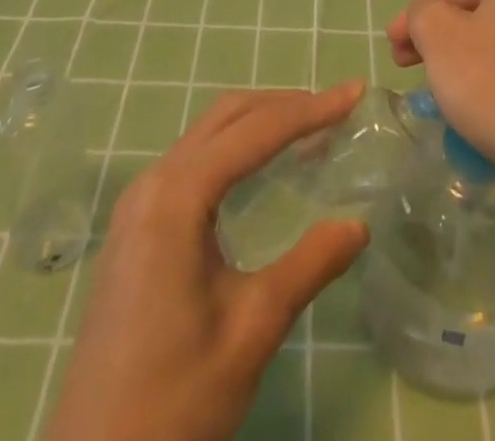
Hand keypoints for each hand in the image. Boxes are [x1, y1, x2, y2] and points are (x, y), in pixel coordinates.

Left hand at [45, 83, 370, 440]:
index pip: (255, 131)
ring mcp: (138, 204)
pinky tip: (261, 169)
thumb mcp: (252, 330)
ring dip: (259, 123)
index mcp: (176, 197)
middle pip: (227, 117)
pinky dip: (235, 149)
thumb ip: (309, 266)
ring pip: (207, 135)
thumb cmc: (174, 401)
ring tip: (310, 130)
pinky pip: (192, 162)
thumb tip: (359, 225)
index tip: (354, 93)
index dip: (310, 109)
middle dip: (284, 105)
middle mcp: (152, 183)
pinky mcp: (135, 228)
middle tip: (337, 108)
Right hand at [386, 0, 494, 212]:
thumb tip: (426, 16)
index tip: (393, 55)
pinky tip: (483, 123)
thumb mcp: (439, 36)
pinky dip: (493, 96)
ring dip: (464, 72)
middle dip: (438, 47)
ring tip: (446, 102)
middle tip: (412, 75)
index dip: (414, 22)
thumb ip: (421, 12)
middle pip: (473, 22)